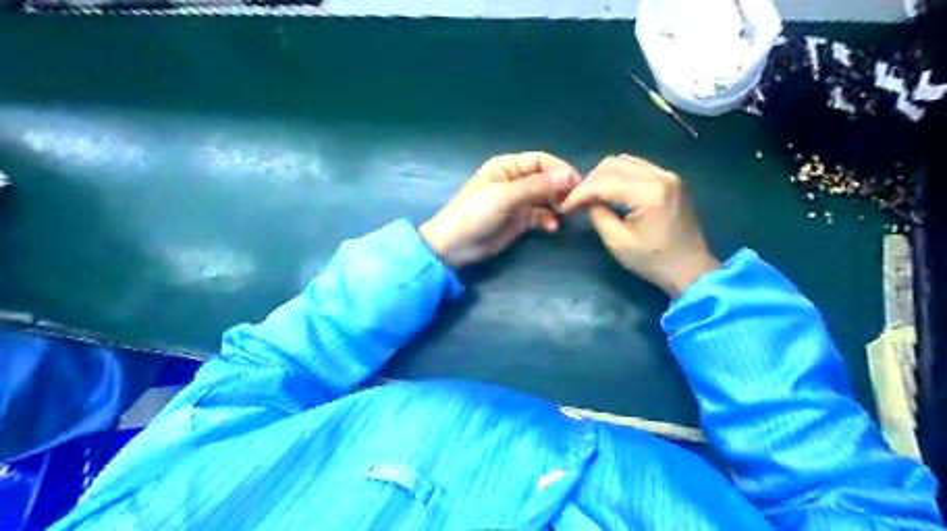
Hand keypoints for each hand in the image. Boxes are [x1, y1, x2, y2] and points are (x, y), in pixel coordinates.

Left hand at [420, 151, 577, 268]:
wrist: (455, 245)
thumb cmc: (476, 213)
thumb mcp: (506, 196)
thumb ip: (537, 186)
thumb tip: (568, 175)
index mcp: (508, 166)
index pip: (541, 161)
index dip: (560, 169)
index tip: (578, 184)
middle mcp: (515, 181)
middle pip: (546, 179)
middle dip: (561, 189)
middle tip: (574, 202)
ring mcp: (517, 201)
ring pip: (545, 198)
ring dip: (556, 205)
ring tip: (564, 214)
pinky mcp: (519, 220)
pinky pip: (540, 215)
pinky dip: (548, 219)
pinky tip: (551, 227)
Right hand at [560, 154, 717, 297]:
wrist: (690, 268)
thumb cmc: (653, 260)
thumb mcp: (617, 243)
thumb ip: (598, 216)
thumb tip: (586, 202)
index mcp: (649, 193)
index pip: (604, 182)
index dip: (580, 193)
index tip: (564, 206)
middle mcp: (660, 176)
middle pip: (613, 164)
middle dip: (589, 181)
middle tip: (577, 201)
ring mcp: (668, 175)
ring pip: (624, 161)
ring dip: (603, 176)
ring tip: (591, 196)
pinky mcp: (670, 179)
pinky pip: (637, 167)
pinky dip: (619, 175)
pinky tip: (610, 191)